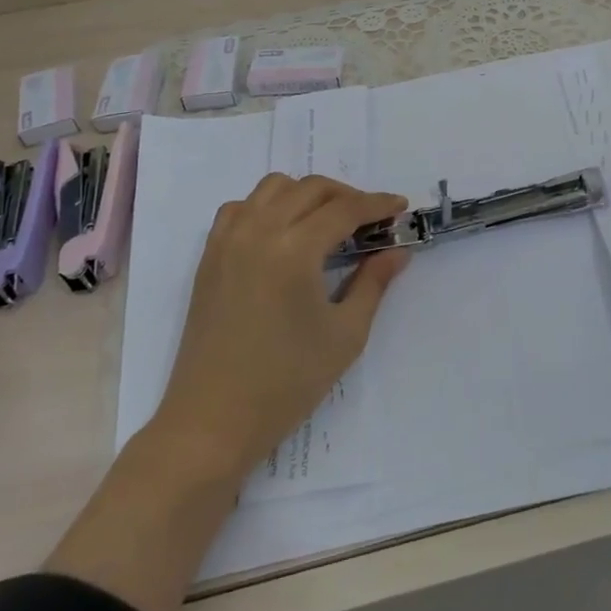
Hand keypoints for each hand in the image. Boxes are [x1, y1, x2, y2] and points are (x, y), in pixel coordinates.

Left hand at [151, 174, 411, 476]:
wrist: (212, 422)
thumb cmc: (287, 383)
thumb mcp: (345, 334)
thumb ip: (373, 283)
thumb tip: (397, 252)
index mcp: (294, 250)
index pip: (344, 209)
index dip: (377, 204)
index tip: (400, 207)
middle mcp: (258, 232)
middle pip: (310, 188)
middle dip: (347, 195)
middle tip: (370, 220)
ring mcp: (228, 241)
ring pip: (273, 188)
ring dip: (307, 194)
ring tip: (327, 221)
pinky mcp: (209, 256)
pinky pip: (240, 208)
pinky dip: (267, 206)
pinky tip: (282, 232)